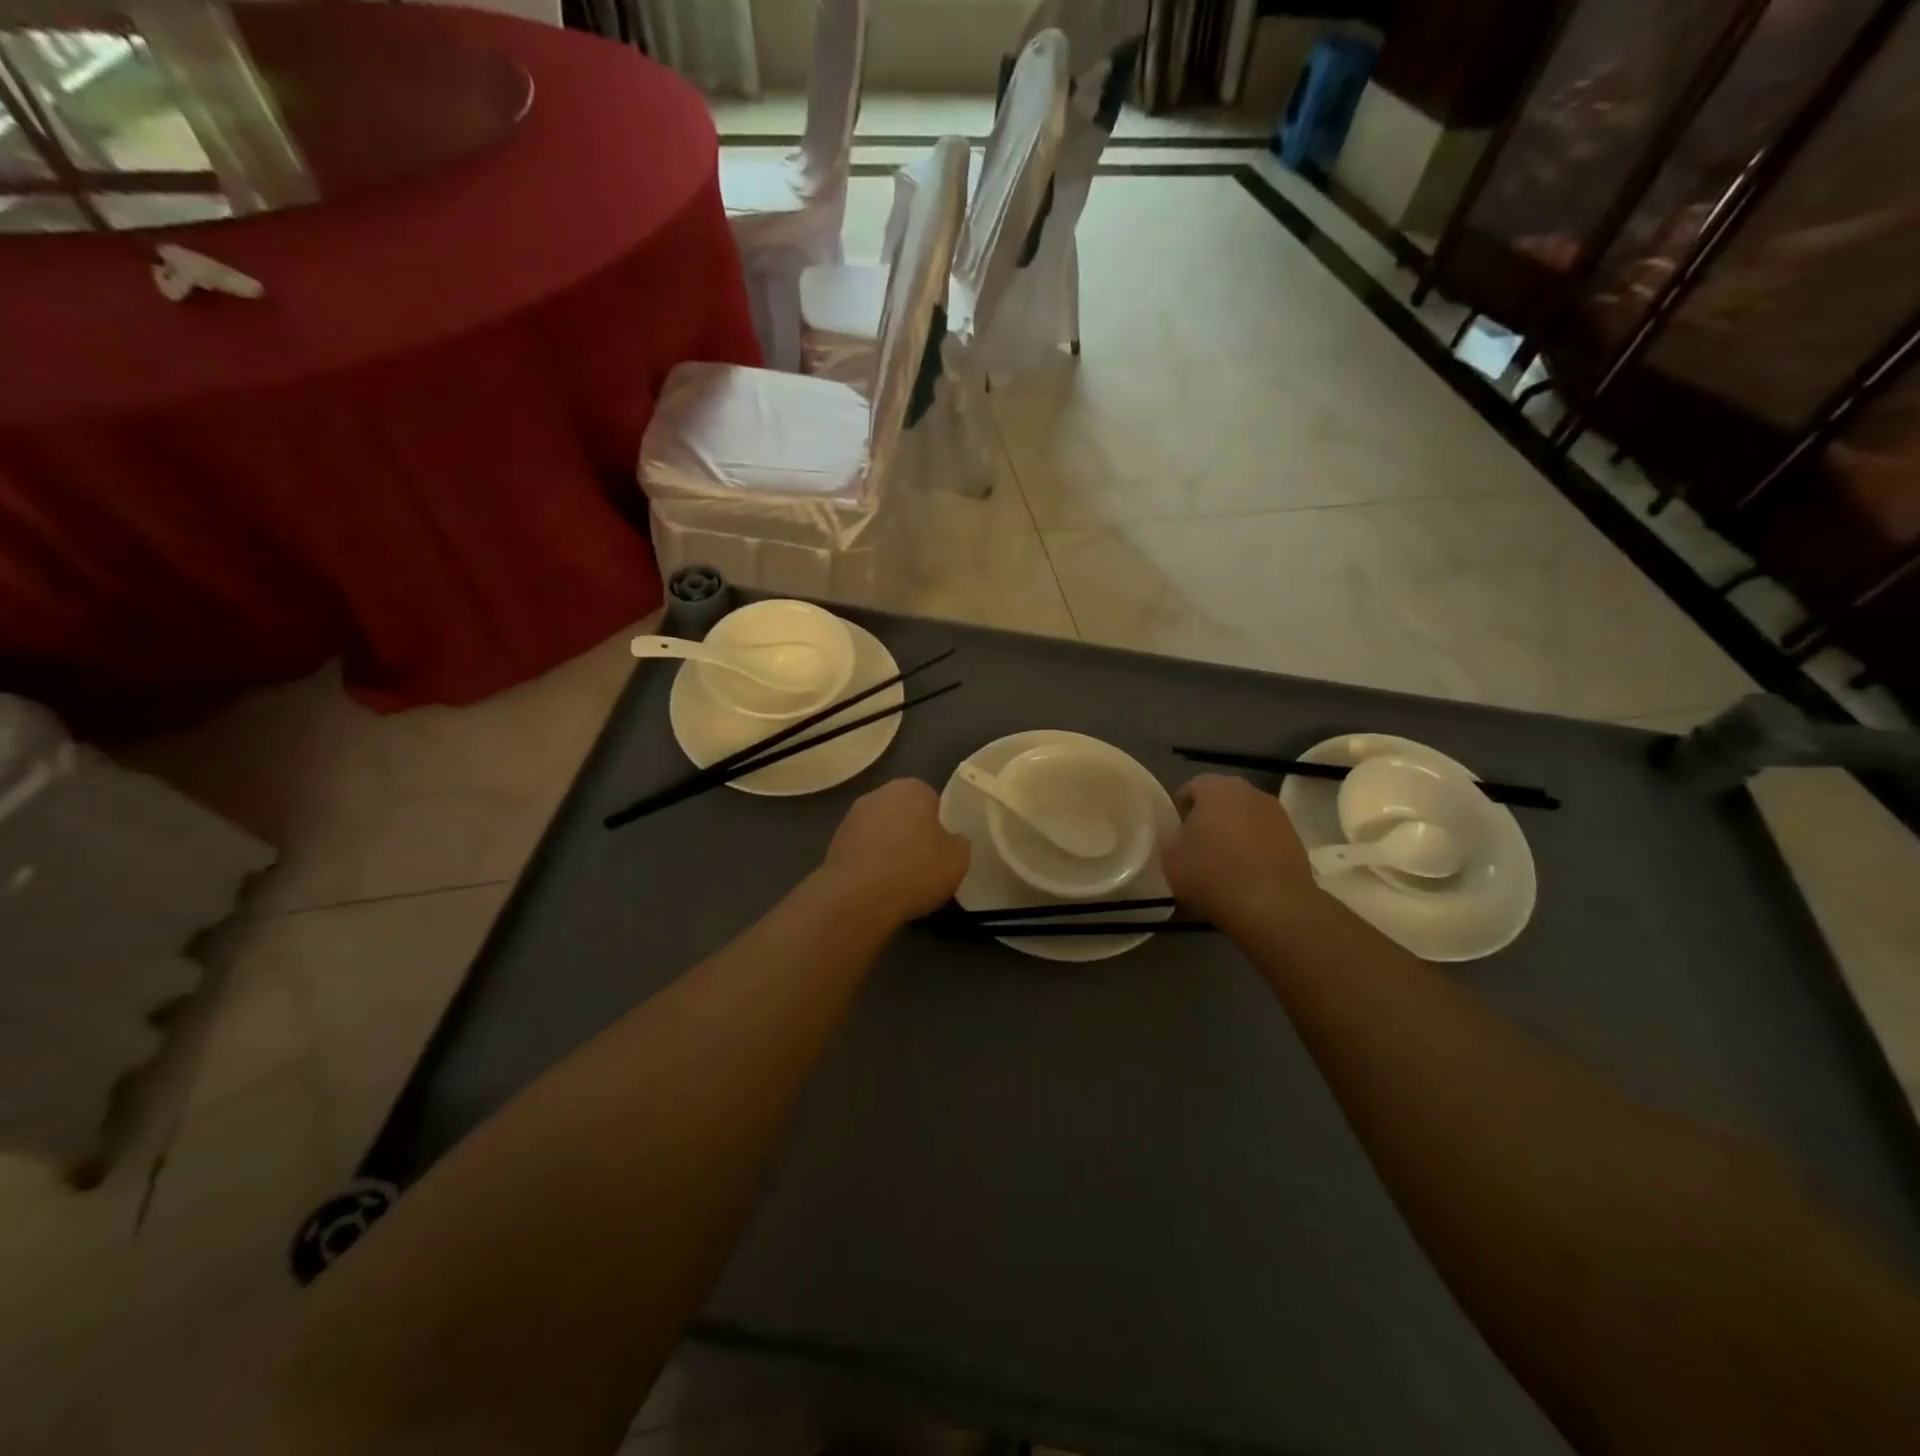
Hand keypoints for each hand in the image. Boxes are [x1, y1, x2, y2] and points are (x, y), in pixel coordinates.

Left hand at [819, 778, 969, 925]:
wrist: (857, 898)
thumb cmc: (915, 870)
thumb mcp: (958, 858)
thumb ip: (960, 842)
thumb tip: (953, 840)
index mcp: (910, 788)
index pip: (932, 799)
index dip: (940, 824)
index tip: (943, 848)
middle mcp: (878, 794)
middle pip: (904, 813)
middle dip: (913, 833)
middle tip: (926, 863)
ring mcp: (851, 818)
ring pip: (882, 832)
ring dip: (890, 849)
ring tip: (902, 881)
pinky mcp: (834, 844)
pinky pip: (864, 852)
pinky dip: (872, 865)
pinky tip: (879, 888)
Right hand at [1161, 774, 1315, 928]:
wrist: (1272, 904)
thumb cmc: (1211, 872)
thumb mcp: (1170, 855)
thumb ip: (1172, 836)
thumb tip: (1180, 833)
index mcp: (1216, 787)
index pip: (1191, 787)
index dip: (1179, 810)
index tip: (1175, 834)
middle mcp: (1250, 791)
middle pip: (1222, 801)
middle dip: (1209, 819)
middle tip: (1197, 848)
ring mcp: (1277, 815)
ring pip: (1246, 819)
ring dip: (1234, 835)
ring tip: (1223, 865)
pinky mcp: (1296, 840)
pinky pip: (1265, 840)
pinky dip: (1254, 852)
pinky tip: (1246, 876)